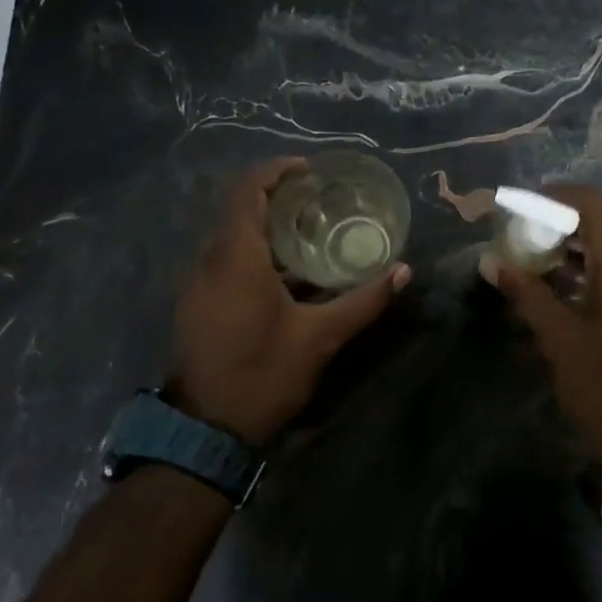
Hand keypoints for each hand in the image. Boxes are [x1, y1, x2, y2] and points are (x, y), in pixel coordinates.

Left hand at [171, 159, 410, 445]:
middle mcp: (210, 262)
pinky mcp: (197, 304)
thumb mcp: (321, 338)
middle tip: (318, 199)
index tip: (309, 170)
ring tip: (310, 231)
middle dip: (276, 197)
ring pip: (230, 237)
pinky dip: (254, 252)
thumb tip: (404, 271)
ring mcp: (198, 284)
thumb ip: (363, 300)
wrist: (205, 431)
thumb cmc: (263, 374)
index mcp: (237, 258)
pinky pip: (225, 260)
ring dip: (266, 226)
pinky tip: (287, 274)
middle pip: (239, 210)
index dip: (275, 171)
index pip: (248, 192)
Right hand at [484, 185, 601, 475]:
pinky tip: (575, 286)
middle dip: (564, 222)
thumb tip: (491, 261)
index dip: (554, 197)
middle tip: (526, 239)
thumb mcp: (559, 341)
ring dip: (584, 245)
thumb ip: (526, 293)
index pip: (592, 203)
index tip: (521, 208)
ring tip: (543, 262)